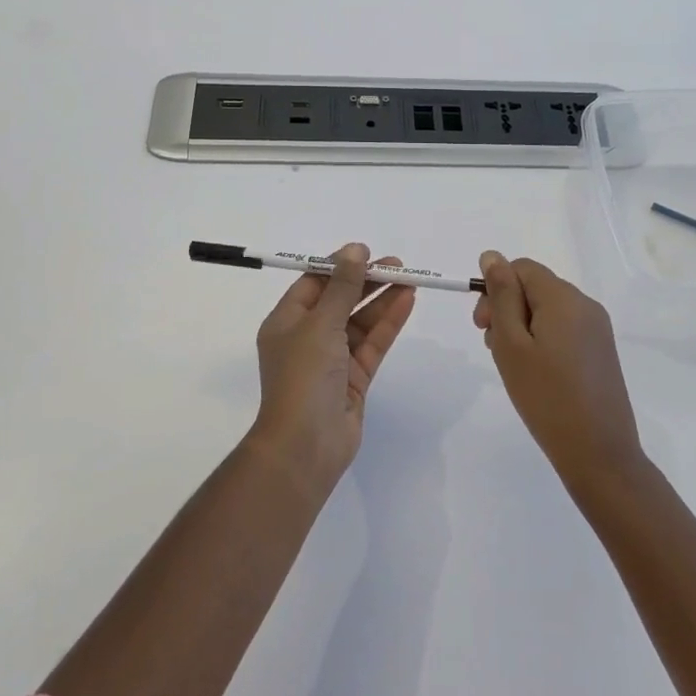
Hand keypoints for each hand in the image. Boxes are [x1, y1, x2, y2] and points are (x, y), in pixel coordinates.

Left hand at [252, 244, 416, 493]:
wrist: (306, 445)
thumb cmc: (303, 376)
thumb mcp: (321, 323)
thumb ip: (343, 286)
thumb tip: (355, 249)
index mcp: (286, 322)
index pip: (313, 284)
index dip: (339, 266)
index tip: (366, 252)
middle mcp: (307, 338)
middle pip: (339, 300)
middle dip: (366, 281)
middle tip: (397, 264)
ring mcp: (332, 360)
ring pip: (360, 322)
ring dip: (382, 300)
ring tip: (410, 278)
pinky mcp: (354, 379)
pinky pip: (372, 343)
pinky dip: (388, 323)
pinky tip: (407, 302)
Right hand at [473, 251, 644, 488]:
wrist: (599, 454)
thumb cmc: (546, 397)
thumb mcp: (511, 343)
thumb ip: (501, 296)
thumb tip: (492, 256)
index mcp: (564, 297)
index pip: (521, 268)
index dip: (496, 289)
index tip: (482, 326)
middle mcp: (585, 304)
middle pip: (535, 287)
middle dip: (507, 308)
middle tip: (493, 347)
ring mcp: (597, 329)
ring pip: (548, 309)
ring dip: (523, 326)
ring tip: (514, 366)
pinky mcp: (601, 351)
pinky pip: (564, 329)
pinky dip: (542, 340)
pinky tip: (536, 373)